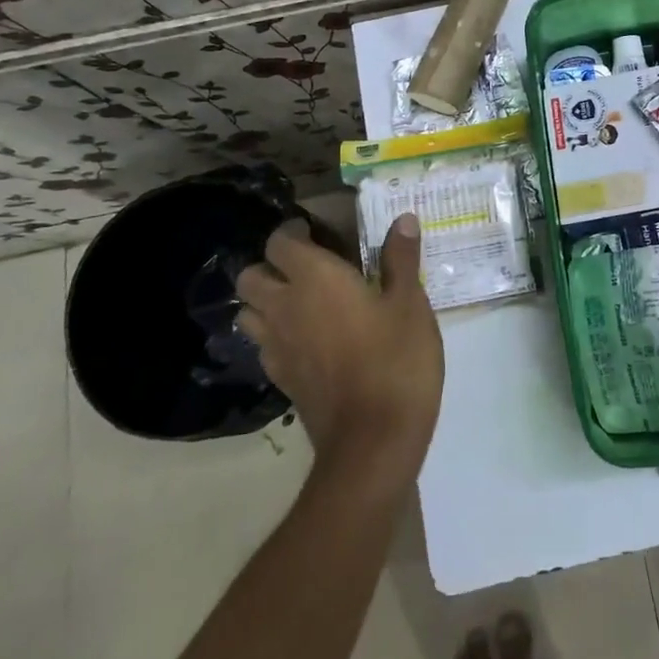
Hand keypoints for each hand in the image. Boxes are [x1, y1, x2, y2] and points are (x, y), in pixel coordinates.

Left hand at [236, 215, 442, 472]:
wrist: (373, 439)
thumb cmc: (396, 360)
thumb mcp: (410, 303)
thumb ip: (401, 259)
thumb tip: (402, 219)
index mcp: (314, 279)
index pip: (280, 242)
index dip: (293, 232)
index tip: (316, 231)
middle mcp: (284, 307)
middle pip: (251, 276)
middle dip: (271, 266)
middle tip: (307, 267)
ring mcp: (277, 347)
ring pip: (248, 313)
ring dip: (266, 301)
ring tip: (301, 301)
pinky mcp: (280, 380)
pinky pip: (263, 345)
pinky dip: (275, 334)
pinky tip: (307, 340)